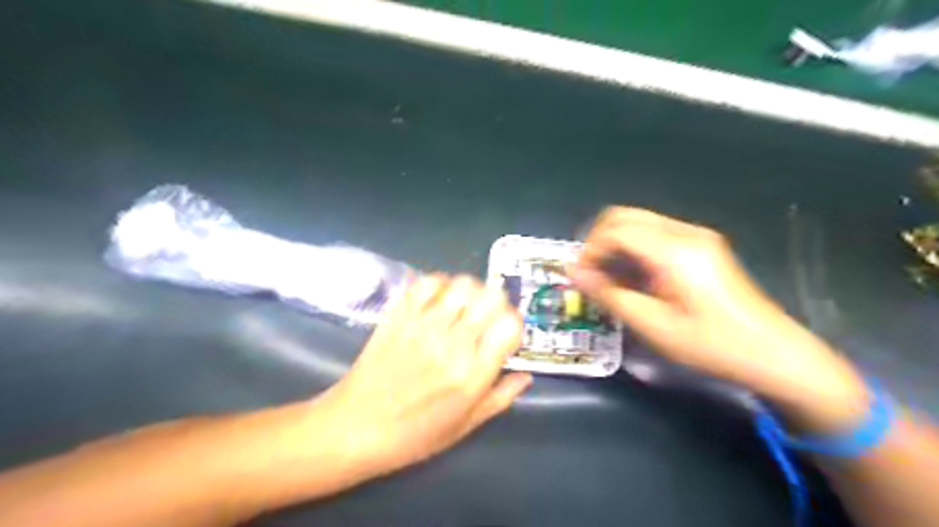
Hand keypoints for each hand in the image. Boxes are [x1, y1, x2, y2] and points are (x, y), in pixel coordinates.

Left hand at [320, 273, 527, 475]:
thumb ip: (500, 398)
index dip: (514, 324)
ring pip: (462, 284)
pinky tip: (438, 300)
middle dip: (496, 303)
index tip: (505, 334)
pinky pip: (427, 282)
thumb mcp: (465, 426)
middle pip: (491, 296)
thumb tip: (526, 376)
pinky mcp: (399, 315)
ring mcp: (424, 325)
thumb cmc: (413, 435)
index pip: (510, 325)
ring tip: (463, 306)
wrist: (355, 427)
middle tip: (486, 317)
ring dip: (470, 291)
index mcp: (473, 373)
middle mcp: (453, 343)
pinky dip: (440, 284)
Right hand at [569, 209, 869, 429]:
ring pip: (639, 222)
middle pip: (625, 216)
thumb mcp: (652, 325)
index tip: (581, 277)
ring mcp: (696, 236)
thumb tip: (573, 273)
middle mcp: (684, 232)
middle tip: (592, 273)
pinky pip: (655, 233)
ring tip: (610, 277)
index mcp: (673, 250)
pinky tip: (635, 276)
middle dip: (599, 241)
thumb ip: (609, 295)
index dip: (590, 249)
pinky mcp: (702, 245)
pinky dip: (634, 247)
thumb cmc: (710, 344)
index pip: (615, 228)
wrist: (772, 353)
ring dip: (616, 243)